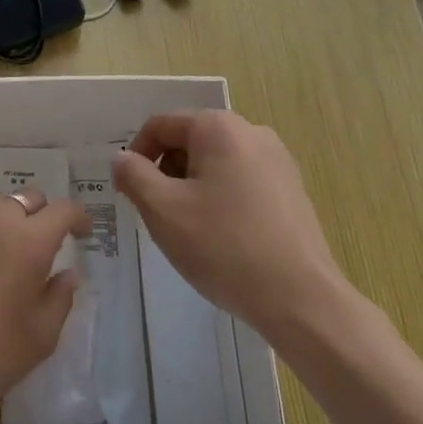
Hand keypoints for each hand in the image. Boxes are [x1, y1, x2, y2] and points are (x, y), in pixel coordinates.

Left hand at [0, 192, 89, 412]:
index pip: (63, 210)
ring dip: (7, 221)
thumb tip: (67, 274)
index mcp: (29, 241)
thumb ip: (60, 296)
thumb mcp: (42, 335)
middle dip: (41, 216)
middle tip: (41, 246)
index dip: (78, 218)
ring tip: (4, 254)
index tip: (81, 234)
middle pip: (27, 199)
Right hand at [112, 110, 356, 339]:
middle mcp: (251, 132)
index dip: (136, 155)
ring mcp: (277, 161)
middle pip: (189, 141)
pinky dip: (220, 200)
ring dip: (191, 188)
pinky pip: (240, 182)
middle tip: (158, 215)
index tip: (129, 193)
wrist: (300, 298)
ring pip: (215, 163)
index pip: (161, 125)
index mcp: (219, 127)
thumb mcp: (163, 210)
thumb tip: (122, 158)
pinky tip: (221, 239)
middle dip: (166, 173)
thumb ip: (133, 175)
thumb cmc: (223, 246)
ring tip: (190, 231)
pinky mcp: (291, 190)